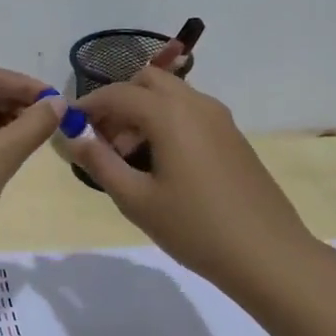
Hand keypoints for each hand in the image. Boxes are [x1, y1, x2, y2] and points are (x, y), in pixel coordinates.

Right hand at [71, 68, 317, 293]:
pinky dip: (166, 121)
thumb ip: (100, 162)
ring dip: (143, 111)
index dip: (88, 105)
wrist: (268, 254)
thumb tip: (72, 136)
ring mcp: (220, 118)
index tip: (68, 125)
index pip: (118, 94)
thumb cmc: (195, 228)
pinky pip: (190, 112)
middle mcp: (196, 104)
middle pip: (148, 81)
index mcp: (170, 114)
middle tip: (103, 140)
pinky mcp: (233, 136)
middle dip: (119, 101)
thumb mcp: (136, 200)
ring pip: (171, 95)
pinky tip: (161, 164)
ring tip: (129, 158)